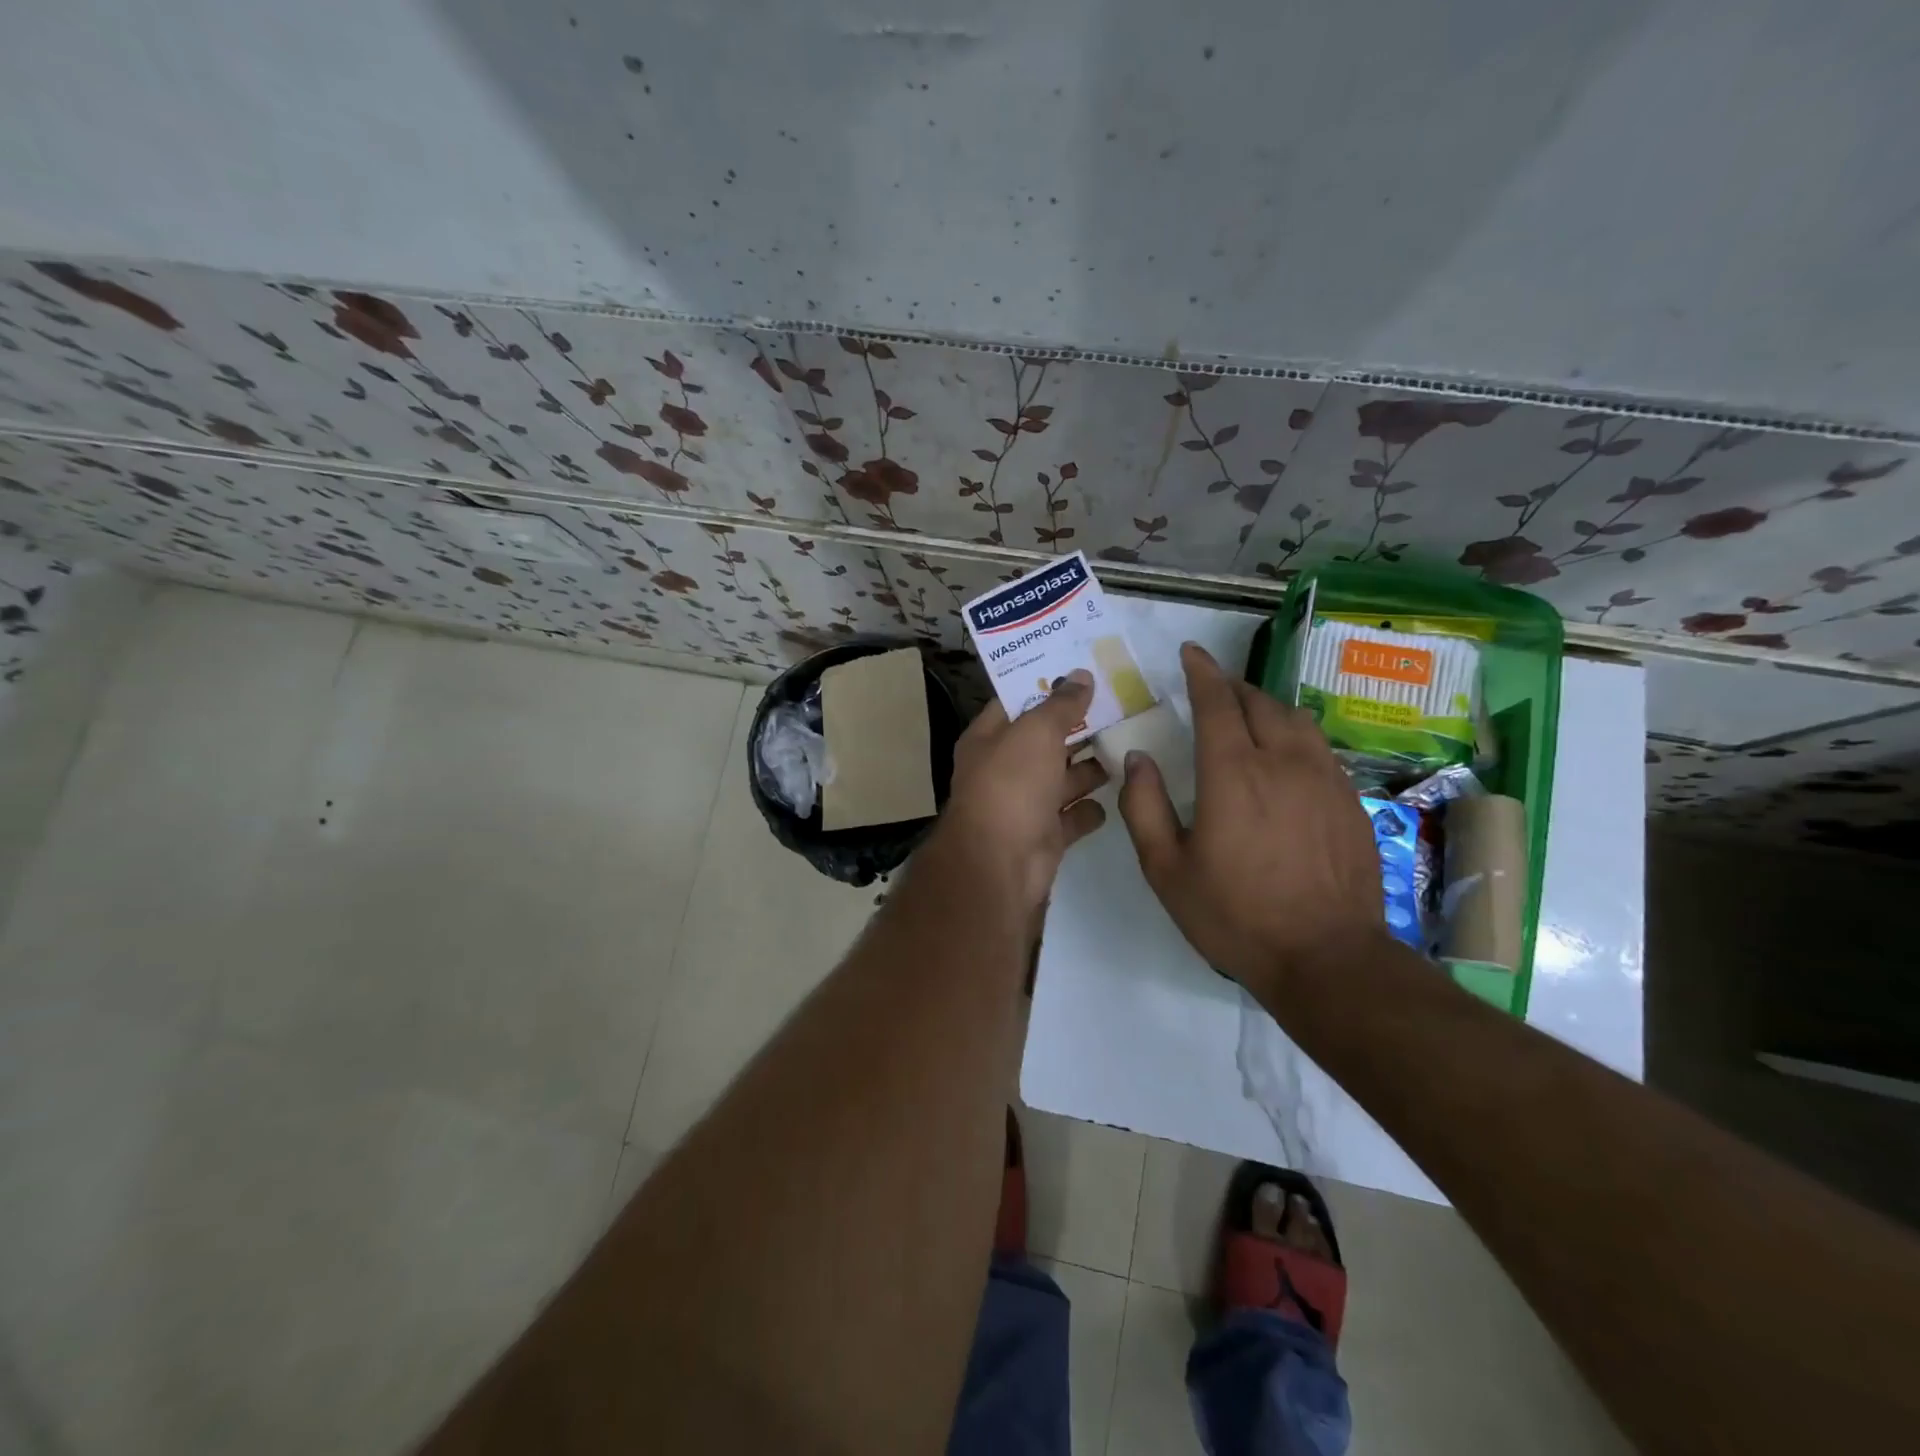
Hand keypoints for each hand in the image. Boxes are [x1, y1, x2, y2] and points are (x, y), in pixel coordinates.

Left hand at [936, 671, 1108, 910]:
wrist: (1001, 864)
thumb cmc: (1011, 785)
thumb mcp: (1036, 732)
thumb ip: (1061, 704)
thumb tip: (1081, 675)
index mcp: (988, 739)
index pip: (1016, 702)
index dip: (1046, 684)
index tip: (1083, 669)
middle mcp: (1003, 769)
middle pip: (1044, 741)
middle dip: (1077, 727)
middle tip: (1120, 705)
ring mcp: (1024, 805)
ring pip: (1061, 779)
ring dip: (1089, 768)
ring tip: (1127, 747)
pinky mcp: (1045, 836)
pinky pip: (1072, 816)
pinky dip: (1090, 809)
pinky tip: (1119, 795)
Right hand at [1118, 643, 1385, 998]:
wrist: (1327, 957)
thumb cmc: (1235, 915)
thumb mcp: (1166, 869)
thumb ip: (1144, 807)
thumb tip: (1138, 759)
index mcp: (1232, 773)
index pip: (1216, 701)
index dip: (1200, 671)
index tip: (1190, 652)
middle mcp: (1282, 761)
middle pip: (1258, 701)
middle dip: (1231, 685)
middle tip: (1211, 686)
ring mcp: (1324, 778)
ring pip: (1294, 719)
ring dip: (1265, 706)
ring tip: (1247, 714)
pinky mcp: (1350, 800)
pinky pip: (1318, 747)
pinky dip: (1293, 734)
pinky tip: (1285, 757)